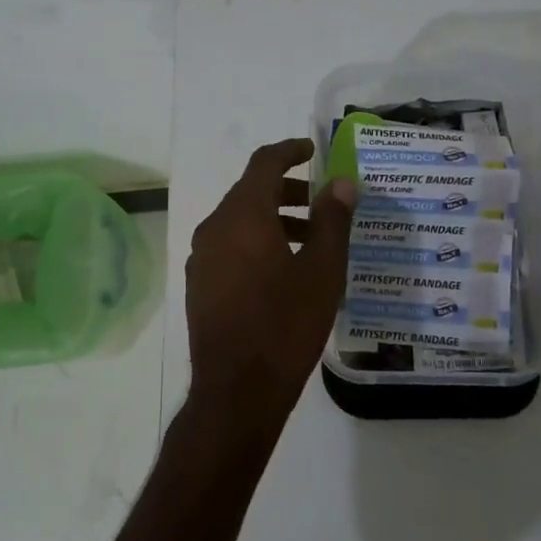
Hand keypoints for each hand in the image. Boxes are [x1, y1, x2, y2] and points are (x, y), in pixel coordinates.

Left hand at [184, 139, 357, 447]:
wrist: (237, 389)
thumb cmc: (285, 324)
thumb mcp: (322, 271)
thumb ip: (332, 220)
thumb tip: (341, 183)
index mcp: (243, 215)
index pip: (264, 163)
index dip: (289, 151)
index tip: (312, 150)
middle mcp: (215, 227)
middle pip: (250, 192)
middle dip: (287, 190)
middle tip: (321, 204)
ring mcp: (202, 257)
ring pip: (239, 221)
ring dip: (273, 219)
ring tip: (310, 241)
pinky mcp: (199, 284)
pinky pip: (229, 246)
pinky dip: (256, 242)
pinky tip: (282, 271)